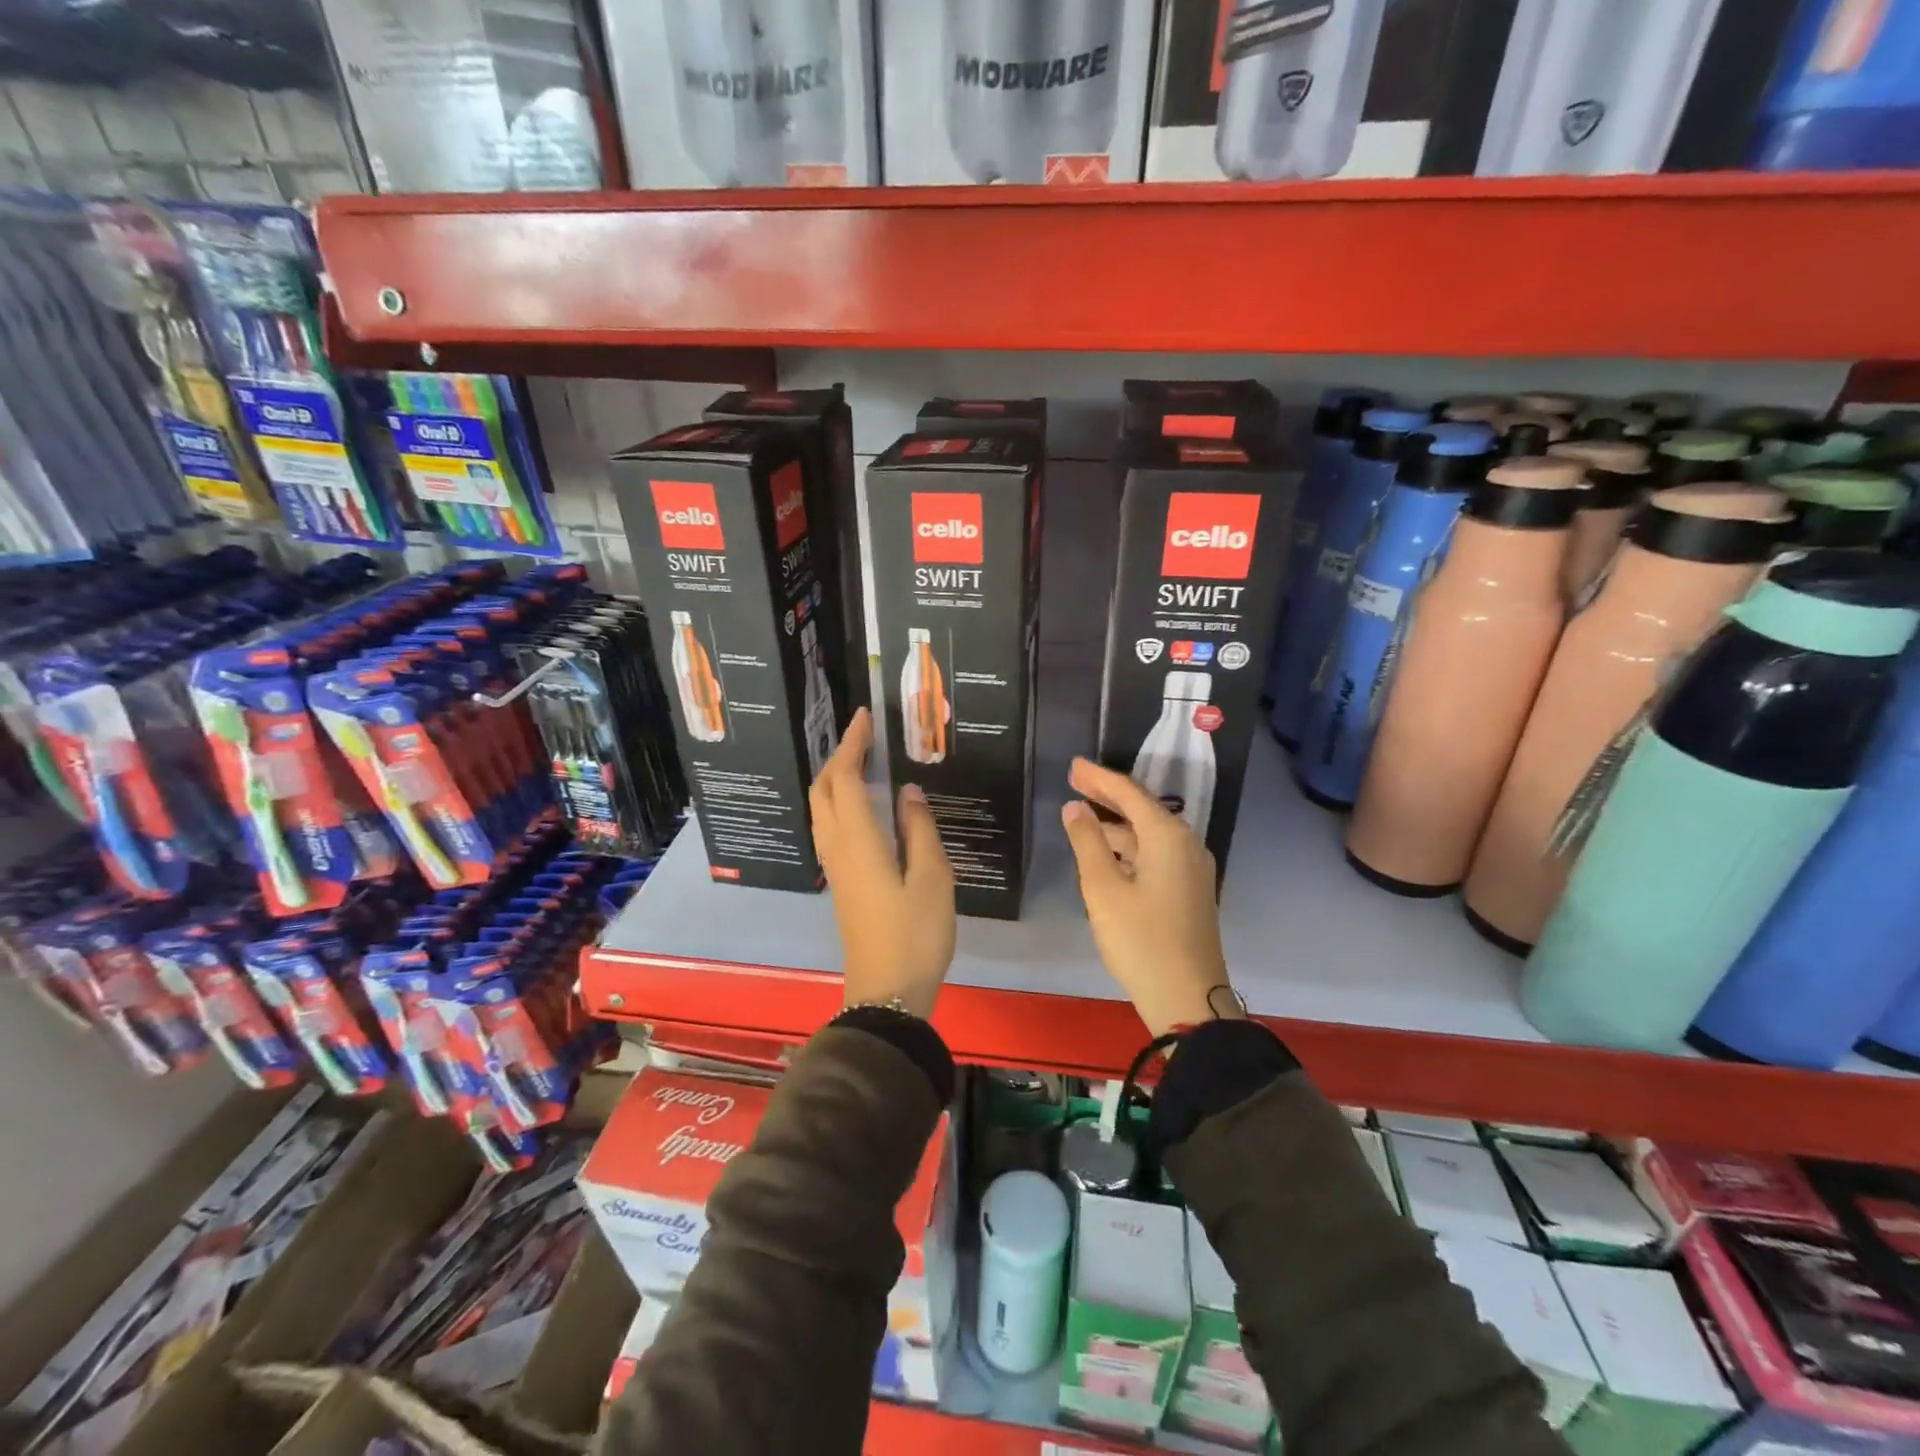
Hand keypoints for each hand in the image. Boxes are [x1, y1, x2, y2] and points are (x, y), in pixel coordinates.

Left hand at [810, 709, 955, 1019]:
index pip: (847, 779)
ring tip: (863, 761)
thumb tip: (909, 791)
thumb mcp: (933, 878)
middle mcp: (838, 848)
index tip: (865, 717)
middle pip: (824, 791)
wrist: (887, 992)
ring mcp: (835, 867)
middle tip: (864, 736)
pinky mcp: (841, 882)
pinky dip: (841, 802)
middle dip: (839, 757)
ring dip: (836, 779)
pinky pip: (831, 827)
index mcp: (858, 841)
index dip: (853, 745)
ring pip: (823, 810)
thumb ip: (919, 829)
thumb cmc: (916, 934)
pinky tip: (864, 805)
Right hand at [1060, 758, 1240, 1036]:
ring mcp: (1191, 868)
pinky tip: (1107, 853)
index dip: (1098, 777)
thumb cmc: (1141, 940)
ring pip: (1149, 833)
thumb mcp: (1103, 889)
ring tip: (1083, 818)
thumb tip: (1074, 808)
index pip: (1129, 792)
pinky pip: (1156, 853)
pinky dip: (1130, 846)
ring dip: (1117, 823)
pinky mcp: (1189, 890)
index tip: (1072, 765)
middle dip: (1107, 795)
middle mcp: (1186, 844)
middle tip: (1074, 781)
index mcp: (1168, 836)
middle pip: (1143, 808)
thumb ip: (1087, 842)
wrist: (1189, 999)